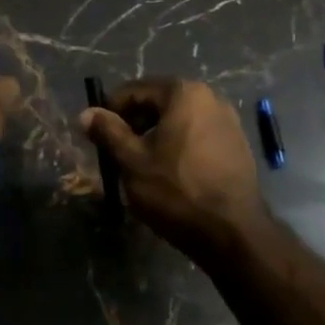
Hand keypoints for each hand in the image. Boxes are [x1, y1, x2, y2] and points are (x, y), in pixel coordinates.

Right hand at [78, 79, 265, 261]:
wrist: (234, 234)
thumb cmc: (177, 191)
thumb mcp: (132, 161)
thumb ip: (108, 132)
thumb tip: (86, 113)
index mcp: (184, 92)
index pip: (135, 90)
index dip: (111, 110)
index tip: (97, 134)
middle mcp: (210, 97)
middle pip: (159, 103)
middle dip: (135, 124)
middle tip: (117, 152)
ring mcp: (229, 121)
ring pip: (179, 121)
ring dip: (157, 136)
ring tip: (142, 166)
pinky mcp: (238, 146)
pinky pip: (198, 136)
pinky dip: (180, 147)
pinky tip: (171, 174)